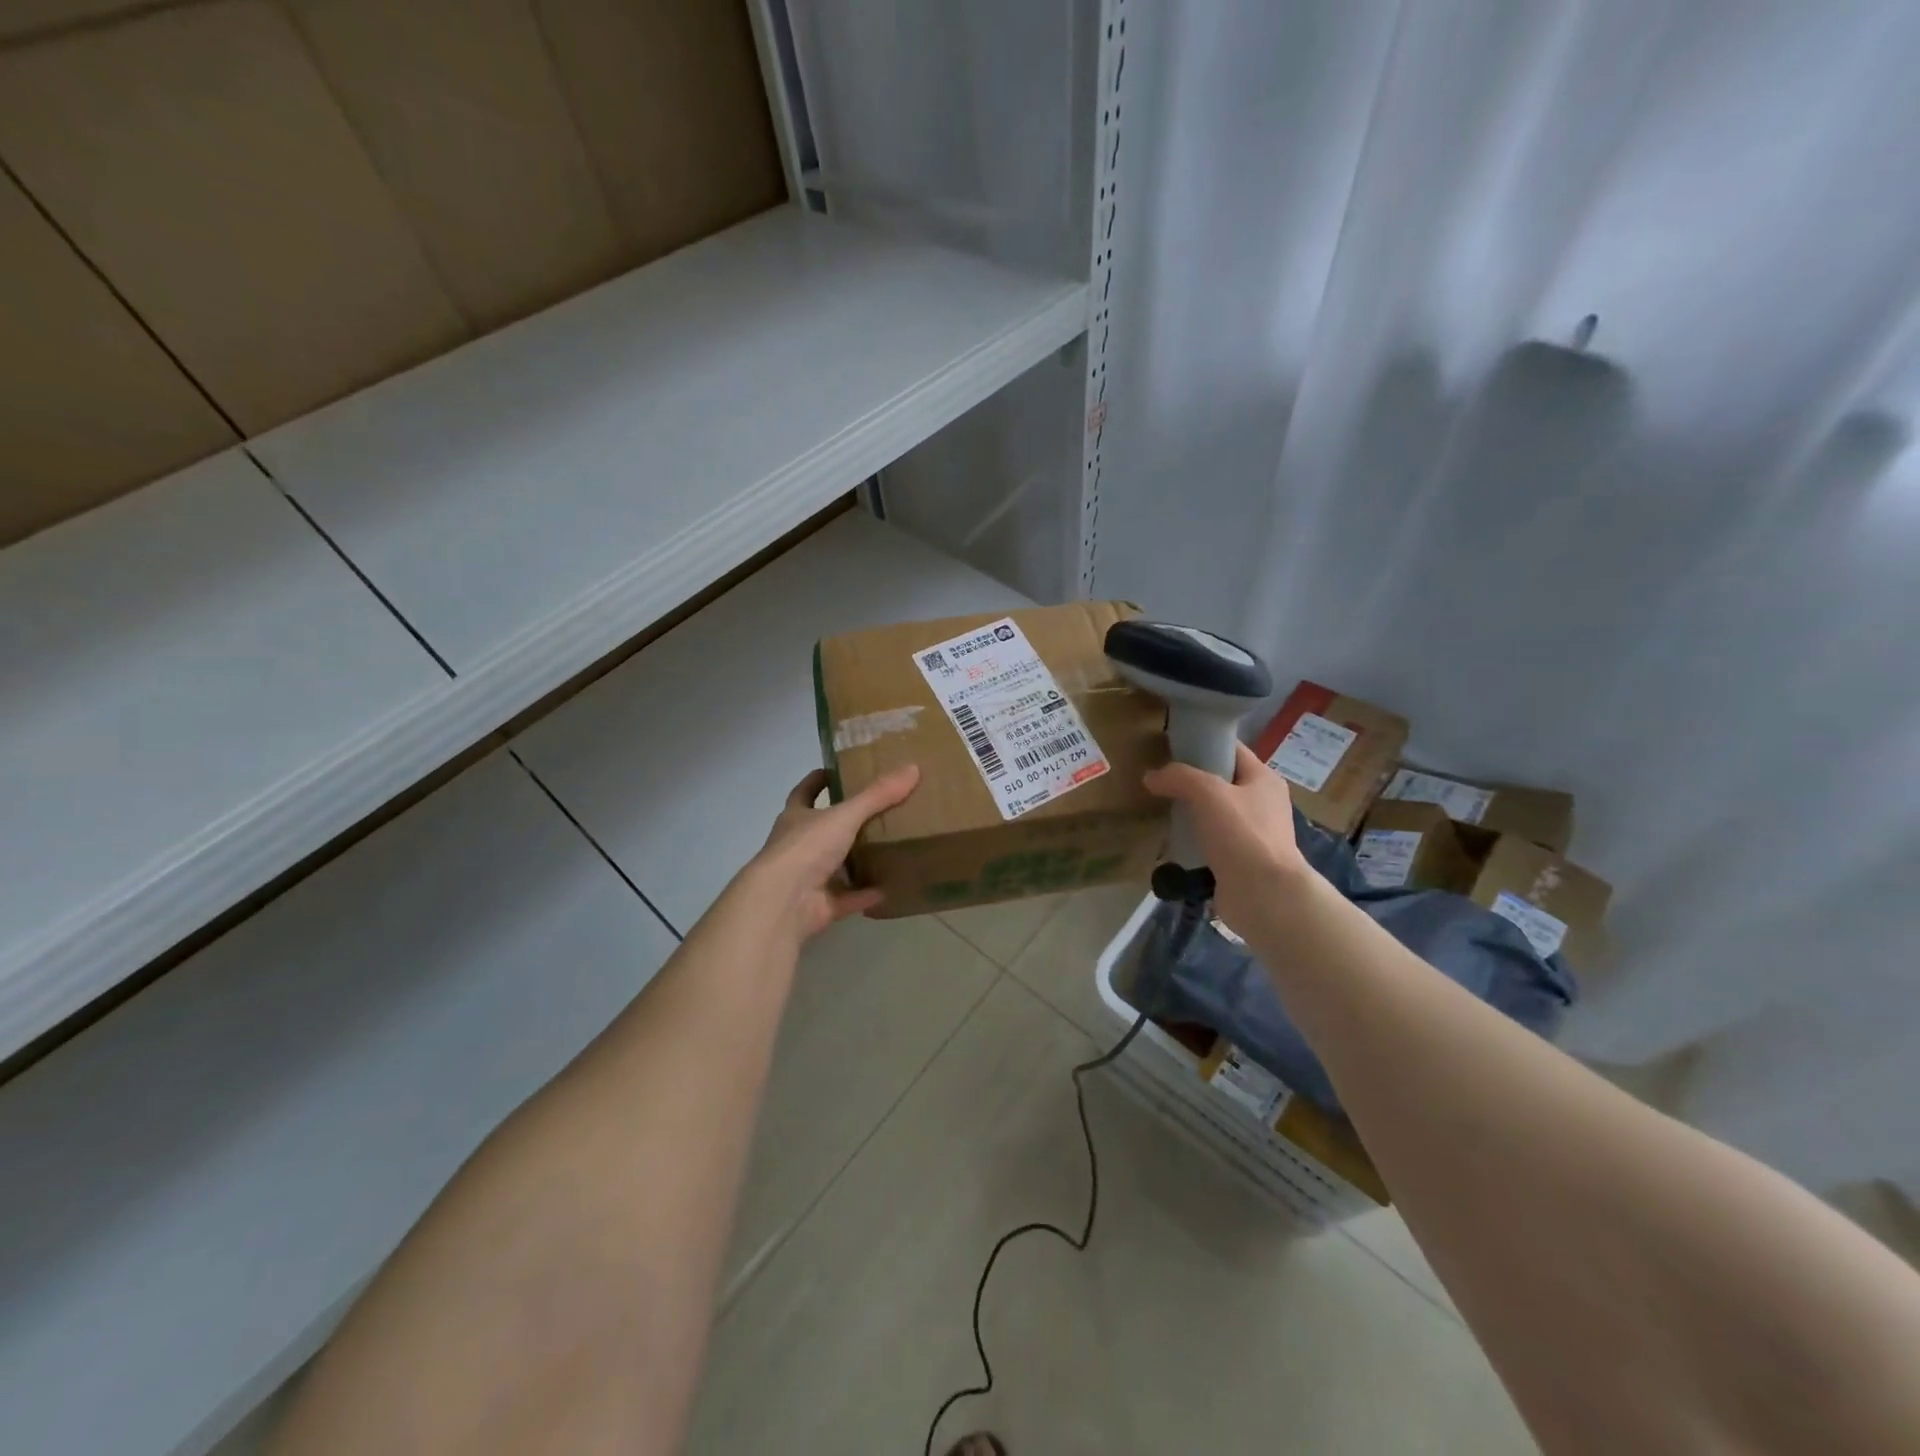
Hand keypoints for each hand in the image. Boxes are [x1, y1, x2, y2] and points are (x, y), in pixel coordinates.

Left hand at [737, 765, 921, 942]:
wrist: (784, 902)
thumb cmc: (807, 848)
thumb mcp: (845, 815)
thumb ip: (877, 795)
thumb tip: (912, 768)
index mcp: (796, 817)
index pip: (805, 792)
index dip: (819, 780)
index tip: (837, 770)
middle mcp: (798, 845)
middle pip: (822, 829)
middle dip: (845, 822)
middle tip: (878, 810)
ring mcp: (807, 878)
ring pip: (835, 865)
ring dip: (857, 860)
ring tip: (889, 848)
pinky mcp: (819, 905)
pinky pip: (847, 897)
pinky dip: (865, 894)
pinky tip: (889, 888)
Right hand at [1142, 742, 1310, 932]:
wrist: (1264, 896)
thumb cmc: (1242, 834)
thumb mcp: (1208, 792)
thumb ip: (1178, 777)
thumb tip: (1151, 777)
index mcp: (1264, 779)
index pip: (1231, 749)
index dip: (1202, 743)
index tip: (1170, 747)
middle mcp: (1262, 803)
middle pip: (1220, 781)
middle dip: (1190, 780)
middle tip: (1159, 780)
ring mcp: (1252, 834)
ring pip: (1213, 813)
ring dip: (1189, 812)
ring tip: (1159, 809)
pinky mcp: (1239, 860)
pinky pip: (1210, 842)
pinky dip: (1192, 840)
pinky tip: (1170, 841)